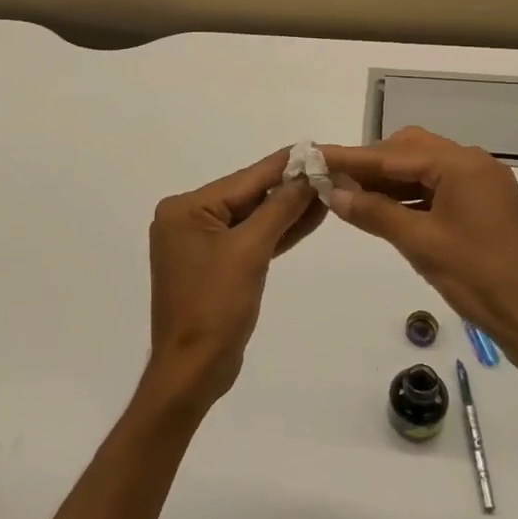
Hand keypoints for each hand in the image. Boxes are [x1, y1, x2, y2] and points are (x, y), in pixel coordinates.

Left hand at [144, 149, 325, 413]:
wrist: (194, 370)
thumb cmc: (215, 307)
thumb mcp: (250, 252)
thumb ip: (279, 209)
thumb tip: (306, 175)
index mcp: (186, 209)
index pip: (245, 179)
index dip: (284, 165)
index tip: (317, 148)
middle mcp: (188, 219)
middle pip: (248, 196)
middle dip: (289, 187)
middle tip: (331, 170)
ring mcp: (200, 244)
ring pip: (251, 218)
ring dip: (287, 209)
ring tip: (328, 191)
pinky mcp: (214, 265)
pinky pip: (249, 240)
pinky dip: (276, 233)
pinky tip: (308, 219)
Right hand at [320, 128, 517, 388]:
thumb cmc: (480, 279)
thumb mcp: (421, 244)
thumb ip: (374, 213)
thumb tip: (334, 193)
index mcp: (462, 165)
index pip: (393, 154)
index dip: (351, 158)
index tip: (314, 156)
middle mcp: (474, 164)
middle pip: (410, 151)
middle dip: (371, 165)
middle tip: (334, 182)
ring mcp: (482, 185)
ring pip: (424, 171)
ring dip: (389, 183)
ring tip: (351, 199)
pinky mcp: (485, 207)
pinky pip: (438, 190)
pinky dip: (410, 198)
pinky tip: (384, 213)